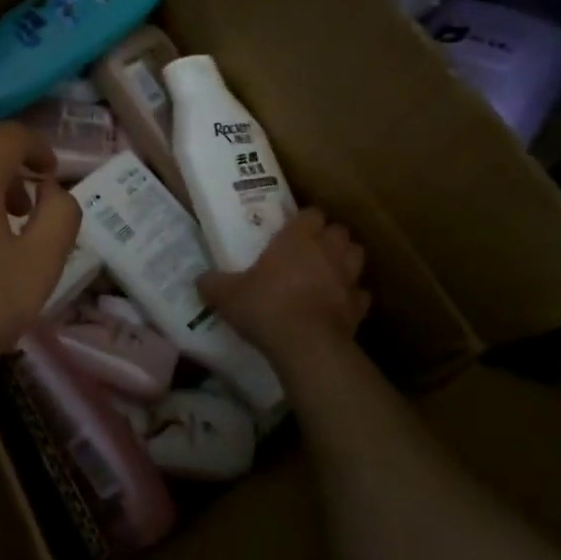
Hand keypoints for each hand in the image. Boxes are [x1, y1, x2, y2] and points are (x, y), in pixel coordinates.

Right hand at [197, 209, 372, 357]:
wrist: (306, 346)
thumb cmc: (265, 307)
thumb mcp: (226, 295)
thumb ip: (213, 283)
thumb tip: (200, 280)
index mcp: (297, 238)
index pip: (311, 213)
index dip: (304, 218)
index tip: (292, 227)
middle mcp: (327, 251)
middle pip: (339, 230)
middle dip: (329, 236)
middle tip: (310, 248)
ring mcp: (348, 279)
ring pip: (357, 256)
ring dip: (345, 259)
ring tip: (328, 270)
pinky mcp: (359, 307)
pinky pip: (360, 294)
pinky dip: (352, 296)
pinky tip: (338, 304)